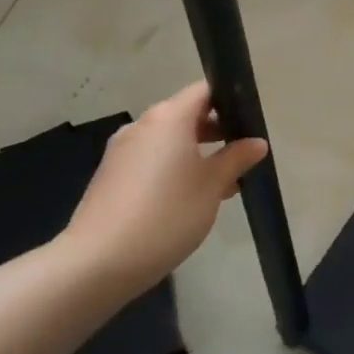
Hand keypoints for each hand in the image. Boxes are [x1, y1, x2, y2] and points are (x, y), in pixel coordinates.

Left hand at [61, 81, 267, 298]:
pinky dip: (171, 169)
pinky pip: (150, 160)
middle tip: (241, 155)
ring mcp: (122, 150)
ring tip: (220, 184)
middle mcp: (143, 125)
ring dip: (195, 153)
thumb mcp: (213, 186)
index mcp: (169, 117)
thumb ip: (236, 158)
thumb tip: (256, 142)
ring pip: (168, 140)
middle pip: (186, 114)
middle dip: (216, 131)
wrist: (96, 263)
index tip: (249, 123)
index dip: (230, 101)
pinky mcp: (110, 176)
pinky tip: (187, 200)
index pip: (205, 90)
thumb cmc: (167, 214)